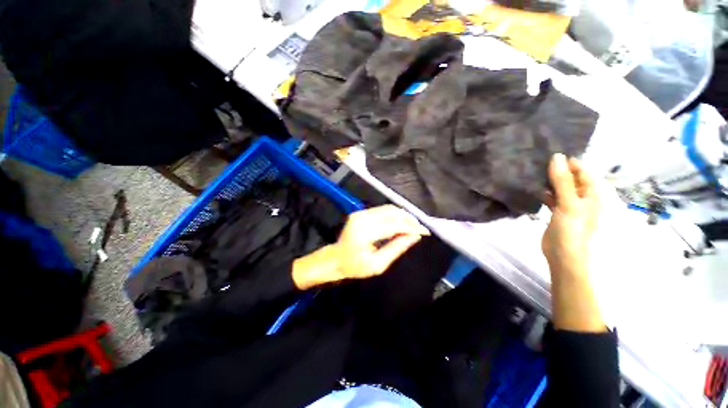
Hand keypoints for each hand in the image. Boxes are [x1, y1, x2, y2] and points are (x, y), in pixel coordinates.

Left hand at [292, 205, 429, 289]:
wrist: (335, 259)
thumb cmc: (354, 266)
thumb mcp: (378, 264)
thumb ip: (397, 248)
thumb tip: (414, 236)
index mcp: (365, 232)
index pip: (394, 225)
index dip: (411, 227)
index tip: (425, 231)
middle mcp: (362, 218)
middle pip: (392, 212)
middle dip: (409, 219)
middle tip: (420, 228)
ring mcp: (360, 213)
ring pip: (388, 208)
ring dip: (403, 215)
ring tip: (413, 225)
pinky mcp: (360, 212)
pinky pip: (382, 210)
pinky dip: (394, 215)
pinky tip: (401, 222)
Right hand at [543, 153, 604, 331]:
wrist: (565, 257)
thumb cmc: (573, 229)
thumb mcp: (569, 203)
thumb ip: (562, 180)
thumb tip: (556, 157)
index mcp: (594, 193)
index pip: (583, 170)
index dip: (569, 161)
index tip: (549, 153)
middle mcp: (585, 197)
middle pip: (571, 178)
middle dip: (557, 170)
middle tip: (537, 161)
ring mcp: (571, 205)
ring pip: (561, 188)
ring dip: (550, 181)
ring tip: (533, 171)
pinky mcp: (559, 213)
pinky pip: (553, 197)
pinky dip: (545, 193)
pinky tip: (534, 188)